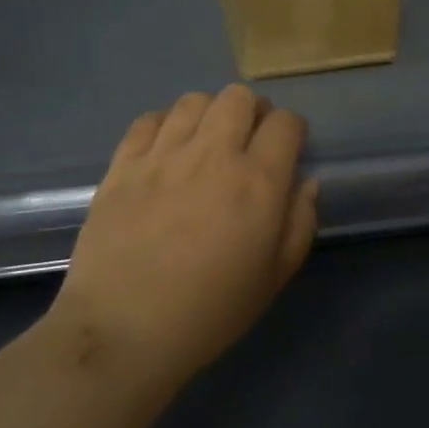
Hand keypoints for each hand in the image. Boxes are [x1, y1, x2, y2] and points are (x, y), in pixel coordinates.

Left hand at [53, 86, 317, 391]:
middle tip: (247, 141)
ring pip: (195, 100)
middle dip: (252, 112)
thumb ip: (300, 222)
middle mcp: (214, 154)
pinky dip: (165, 126)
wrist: (124, 331)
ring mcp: (164, 155)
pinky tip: (165, 151)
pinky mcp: (123, 164)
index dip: (292, 131)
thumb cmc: (210, 311)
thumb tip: (304, 182)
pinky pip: (149, 119)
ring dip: (209, 115)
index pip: (286, 123)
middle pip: (239, 97)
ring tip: (205, 143)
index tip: (286, 150)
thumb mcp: (275, 277)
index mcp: (258, 182)